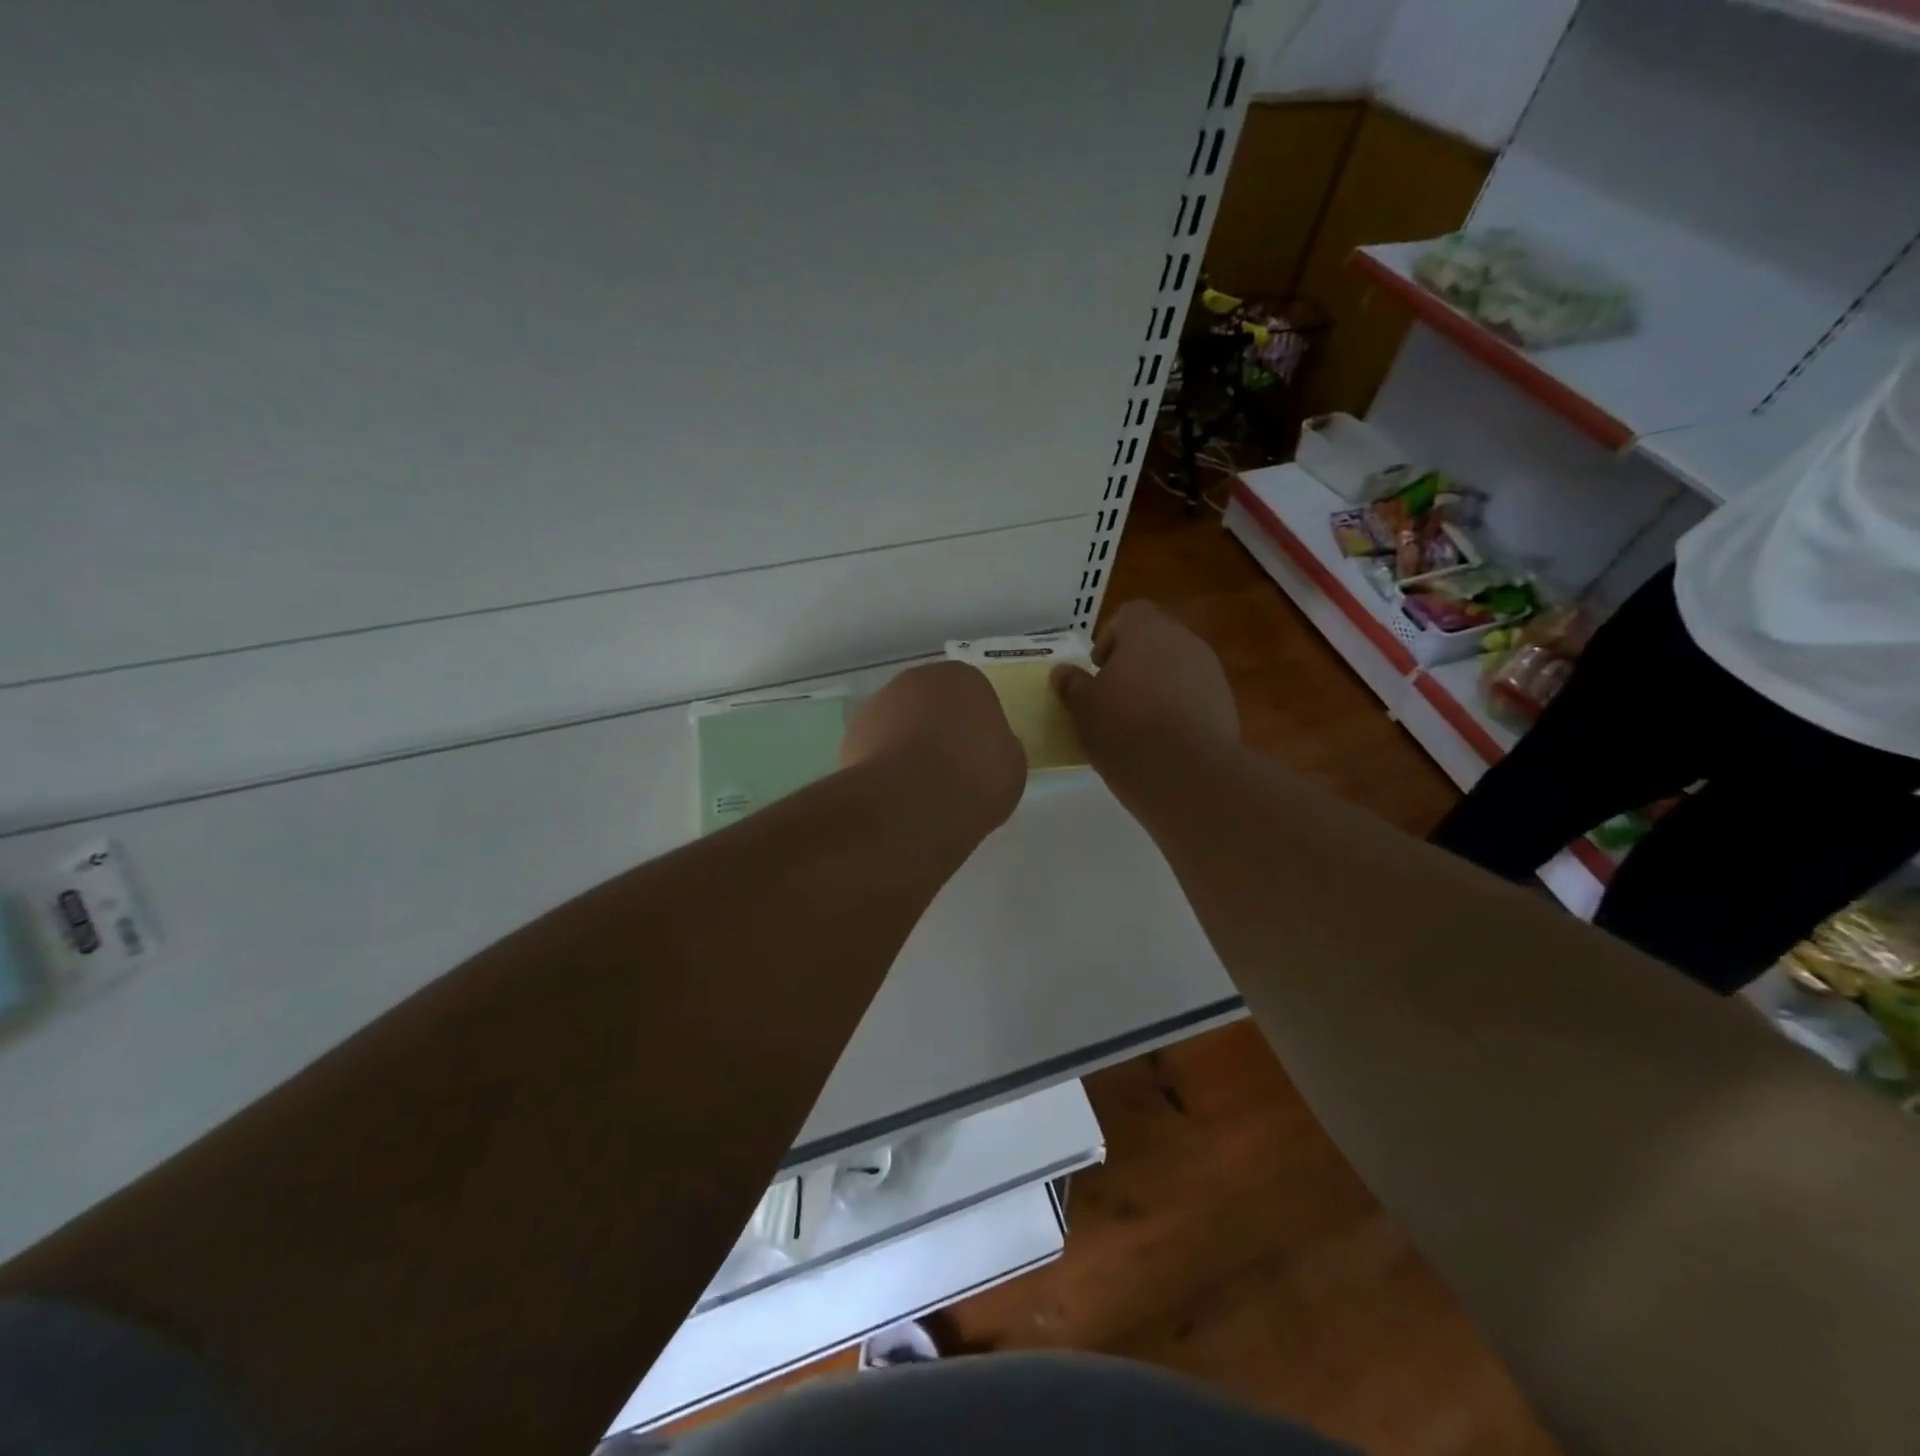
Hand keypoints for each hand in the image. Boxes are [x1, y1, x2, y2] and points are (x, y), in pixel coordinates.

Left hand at [842, 661, 1026, 833]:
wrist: (910, 803)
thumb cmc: (974, 777)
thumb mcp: (1011, 766)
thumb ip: (997, 747)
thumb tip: (983, 750)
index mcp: (963, 678)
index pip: (973, 696)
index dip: (976, 728)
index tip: (978, 758)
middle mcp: (917, 679)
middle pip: (932, 704)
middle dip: (938, 731)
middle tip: (950, 771)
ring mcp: (879, 704)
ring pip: (900, 724)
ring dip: (907, 747)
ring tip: (920, 790)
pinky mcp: (851, 735)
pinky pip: (877, 749)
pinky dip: (884, 767)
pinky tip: (895, 796)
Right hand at [1050, 601, 1237, 770]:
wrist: (1187, 773)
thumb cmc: (1125, 729)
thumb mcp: (1083, 708)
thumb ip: (1072, 684)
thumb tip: (1062, 672)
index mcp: (1147, 631)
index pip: (1129, 614)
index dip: (1110, 637)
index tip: (1098, 668)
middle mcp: (1184, 641)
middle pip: (1155, 640)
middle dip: (1134, 663)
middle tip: (1113, 696)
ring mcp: (1210, 673)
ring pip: (1177, 668)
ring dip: (1157, 686)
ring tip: (1137, 722)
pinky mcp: (1226, 704)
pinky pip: (1194, 696)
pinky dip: (1178, 709)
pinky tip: (1163, 740)